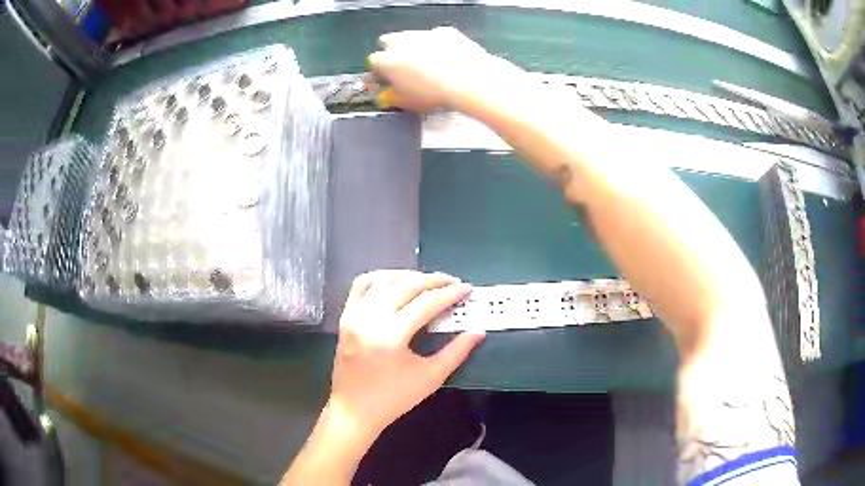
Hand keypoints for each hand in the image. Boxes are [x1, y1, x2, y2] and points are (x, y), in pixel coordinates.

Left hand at [327, 270, 484, 440]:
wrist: (354, 410)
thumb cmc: (394, 398)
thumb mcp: (430, 377)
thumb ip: (457, 352)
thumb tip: (478, 331)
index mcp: (391, 336)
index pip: (426, 303)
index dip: (450, 293)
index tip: (467, 289)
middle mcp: (370, 318)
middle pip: (407, 286)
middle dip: (434, 280)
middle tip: (453, 282)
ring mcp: (354, 315)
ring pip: (384, 280)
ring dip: (409, 275)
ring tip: (429, 282)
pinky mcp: (345, 317)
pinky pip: (361, 285)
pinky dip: (381, 278)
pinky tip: (396, 282)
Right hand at [368, 27, 520, 111]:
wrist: (467, 80)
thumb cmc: (434, 93)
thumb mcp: (406, 102)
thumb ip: (390, 96)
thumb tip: (388, 94)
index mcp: (385, 60)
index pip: (373, 63)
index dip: (380, 72)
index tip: (387, 80)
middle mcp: (400, 42)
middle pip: (388, 43)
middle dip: (393, 53)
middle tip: (405, 69)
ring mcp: (423, 33)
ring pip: (412, 37)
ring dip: (415, 47)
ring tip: (429, 66)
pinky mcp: (444, 32)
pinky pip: (436, 37)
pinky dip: (439, 45)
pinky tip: (448, 59)